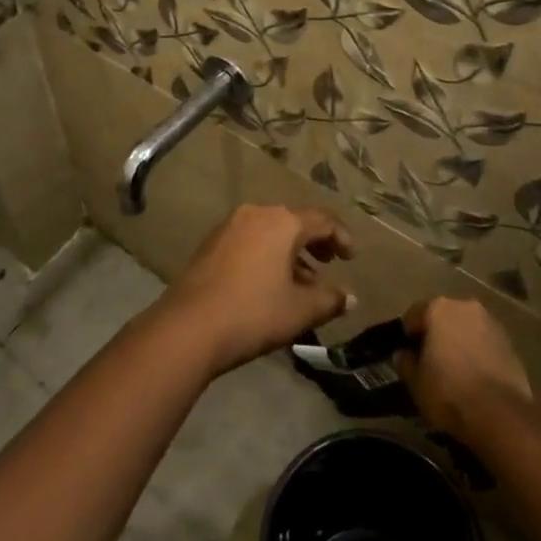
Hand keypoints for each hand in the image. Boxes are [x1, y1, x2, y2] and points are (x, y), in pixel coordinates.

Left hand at [157, 204, 354, 373]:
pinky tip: (271, 284)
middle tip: (329, 263)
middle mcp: (255, 214)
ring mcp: (229, 227)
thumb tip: (350, 297)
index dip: (341, 236)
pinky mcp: (211, 244)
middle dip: (315, 242)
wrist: (189, 326)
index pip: (321, 219)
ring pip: (270, 232)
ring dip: (290, 252)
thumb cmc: (254, 312)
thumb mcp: (300, 310)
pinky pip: (250, 241)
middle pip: (294, 221)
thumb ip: (330, 300)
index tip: (351, 258)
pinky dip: (267, 256)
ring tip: (303, 282)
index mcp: (282, 221)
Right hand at [394, 297, 532, 441]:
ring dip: (459, 343)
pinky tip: (475, 378)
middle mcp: (466, 307)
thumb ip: (405, 363)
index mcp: (439, 308)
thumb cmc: (449, 392)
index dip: (408, 335)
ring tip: (454, 371)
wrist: (501, 416)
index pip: (414, 315)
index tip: (407, 354)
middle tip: (430, 361)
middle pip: (444, 318)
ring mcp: (492, 324)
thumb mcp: (415, 382)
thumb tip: (403, 354)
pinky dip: (478, 355)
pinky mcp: (511, 345)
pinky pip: (486, 345)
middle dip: (436, 335)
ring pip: (467, 329)